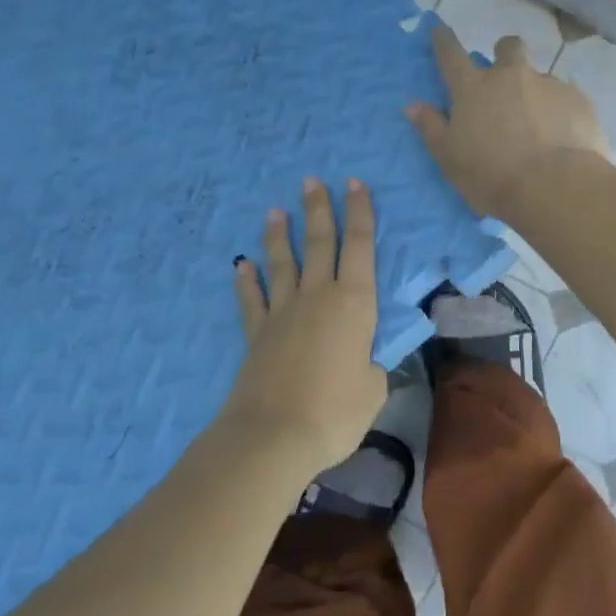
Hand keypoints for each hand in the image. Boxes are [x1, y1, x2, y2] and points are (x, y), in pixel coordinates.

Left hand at [221, 177, 386, 474]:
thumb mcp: (374, 388)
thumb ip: (372, 366)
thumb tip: (365, 361)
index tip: (355, 183)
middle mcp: (318, 296)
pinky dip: (247, 281)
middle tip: (312, 180)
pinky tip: (242, 265)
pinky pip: (252, 300)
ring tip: (275, 210)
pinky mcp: (257, 334)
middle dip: (318, 209)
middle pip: (319, 243)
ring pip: (283, 263)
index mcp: (354, 303)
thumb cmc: (335, 411)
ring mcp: (283, 312)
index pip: (361, 246)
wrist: (273, 435)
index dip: (360, 212)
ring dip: (279, 236)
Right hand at [407, 26, 609, 220]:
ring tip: (540, 123)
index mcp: (474, 89)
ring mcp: (548, 84)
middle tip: (505, 75)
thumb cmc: (493, 176)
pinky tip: (564, 135)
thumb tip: (414, 105)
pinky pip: (567, 97)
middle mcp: (511, 77)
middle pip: (508, 47)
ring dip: (536, 91)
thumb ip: (432, 129)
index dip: (443, 41)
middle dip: (504, 52)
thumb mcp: (450, 159)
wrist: (555, 186)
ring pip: (540, 76)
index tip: (439, 30)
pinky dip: (561, 111)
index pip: (451, 55)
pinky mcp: (578, 100)